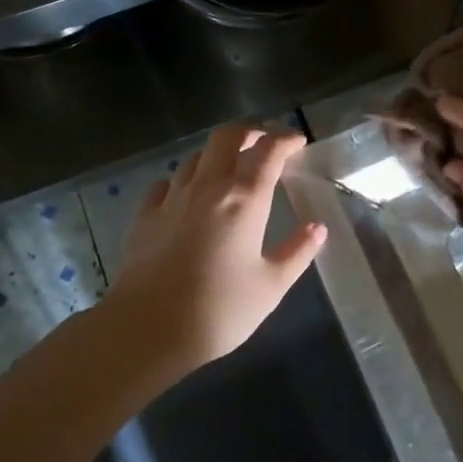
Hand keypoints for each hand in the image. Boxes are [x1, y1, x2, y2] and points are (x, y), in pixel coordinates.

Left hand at [109, 124, 326, 372]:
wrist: (147, 330)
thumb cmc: (219, 310)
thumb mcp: (271, 286)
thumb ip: (297, 252)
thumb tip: (318, 227)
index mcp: (244, 199)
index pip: (269, 150)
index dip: (286, 139)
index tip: (297, 142)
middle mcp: (208, 186)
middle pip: (227, 136)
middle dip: (249, 131)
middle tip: (264, 142)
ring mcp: (172, 197)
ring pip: (196, 156)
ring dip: (217, 154)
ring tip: (230, 169)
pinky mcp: (145, 215)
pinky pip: (167, 182)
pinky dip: (183, 179)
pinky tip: (187, 195)